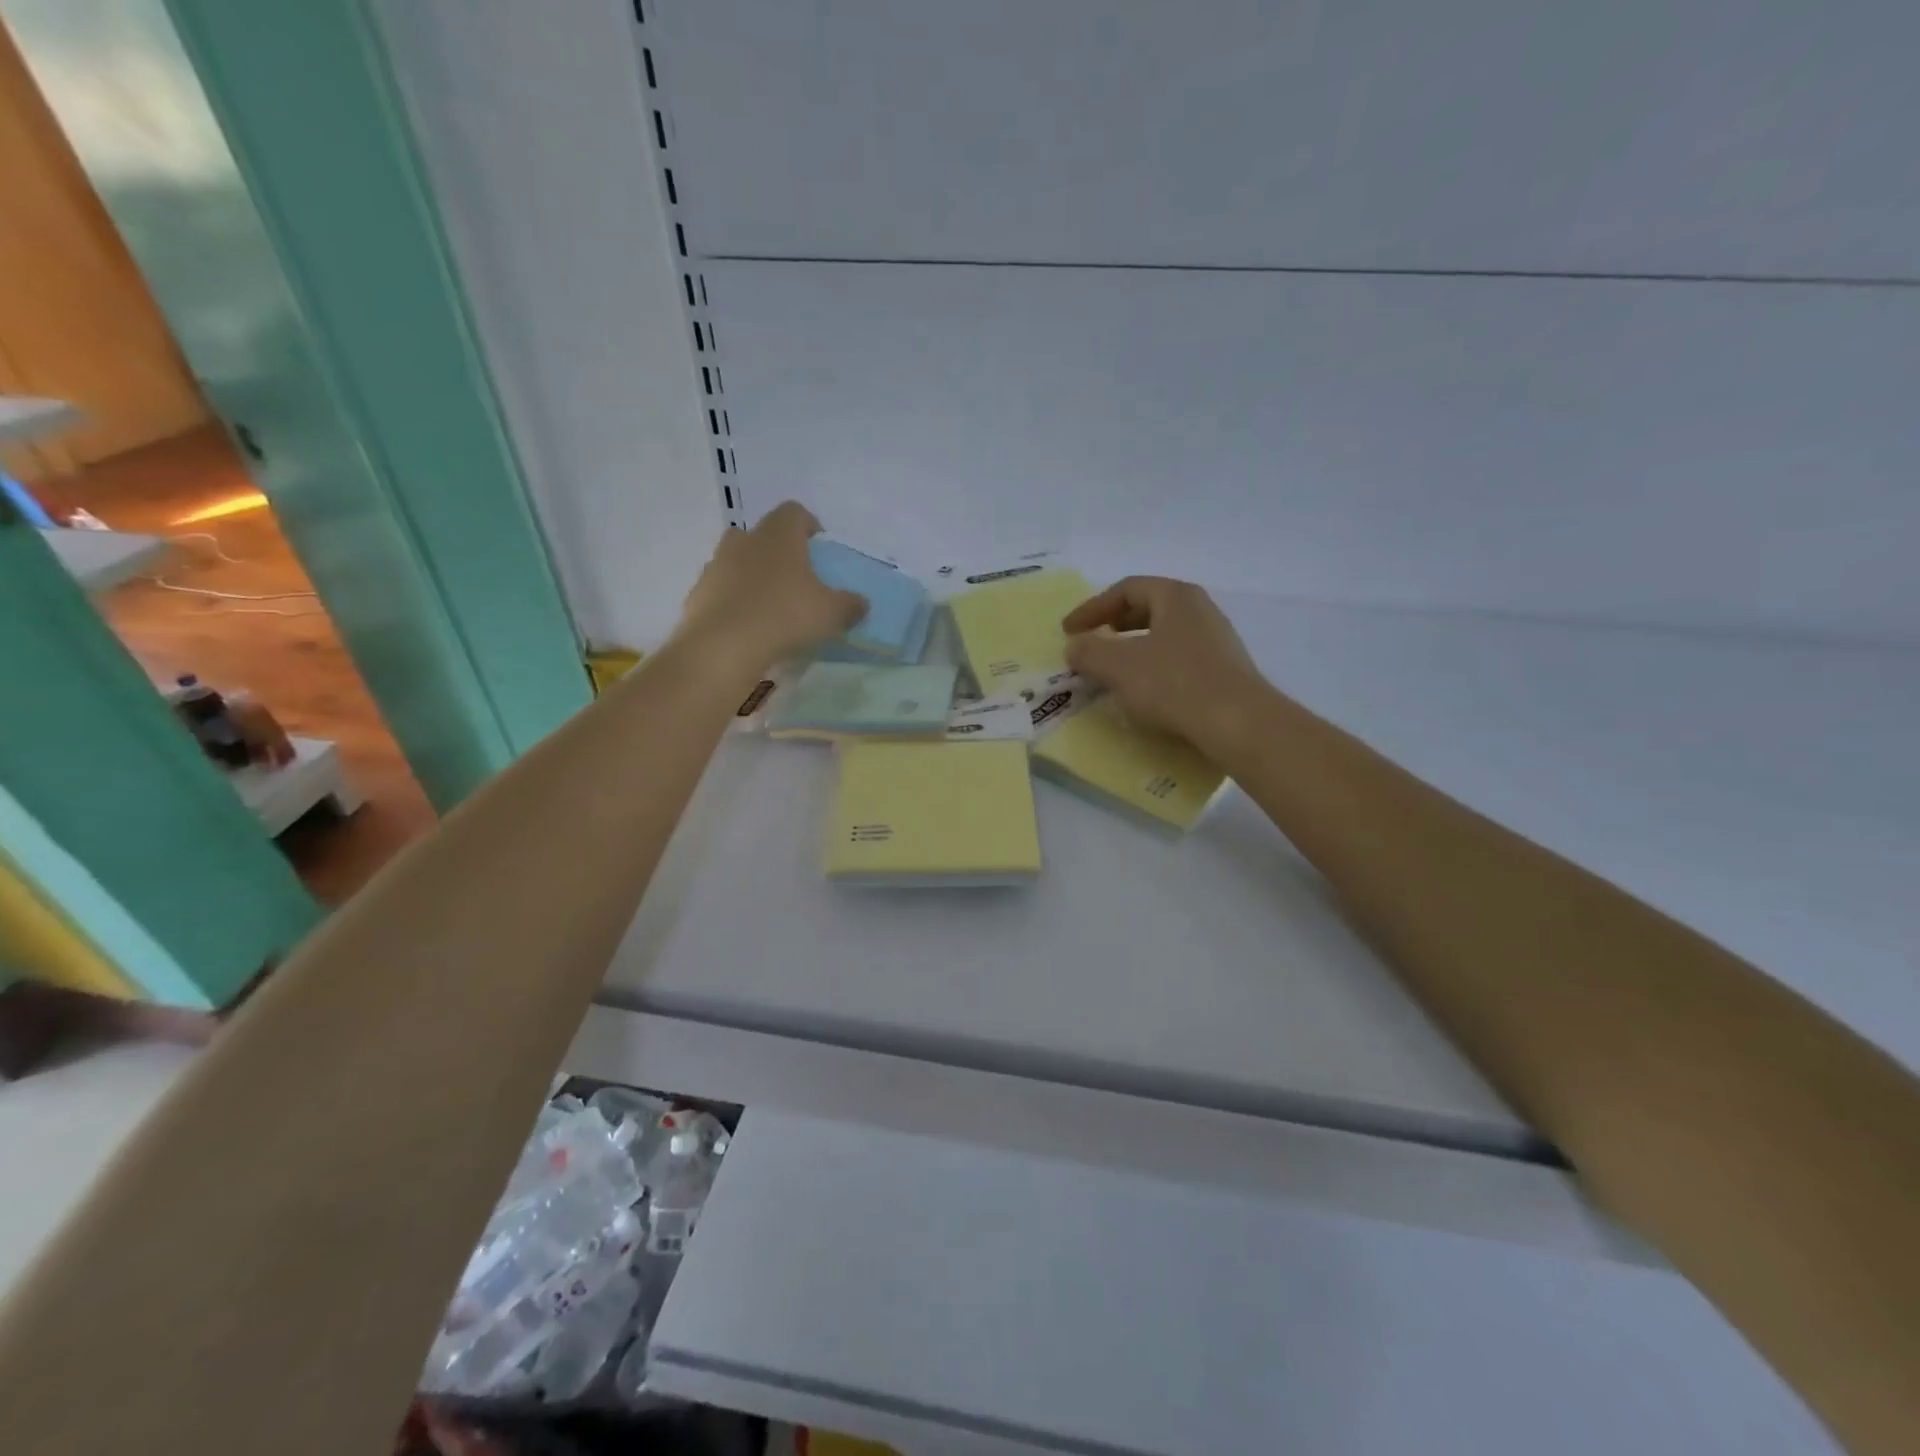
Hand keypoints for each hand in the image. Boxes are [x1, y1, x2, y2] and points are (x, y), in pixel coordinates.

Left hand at [679, 502, 864, 667]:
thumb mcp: (831, 614)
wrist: (722, 646)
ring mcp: (716, 566)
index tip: (819, 547)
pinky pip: (722, 591)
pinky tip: (748, 627)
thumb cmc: (784, 616)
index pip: (794, 513)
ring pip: (739, 562)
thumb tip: (861, 603)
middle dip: (778, 552)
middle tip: (795, 579)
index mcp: (778, 535)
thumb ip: (850, 605)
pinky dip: (735, 602)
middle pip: (763, 536)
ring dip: (754, 577)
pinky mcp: (698, 593)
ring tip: (771, 607)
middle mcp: (744, 540)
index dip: (809, 526)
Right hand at [1062, 576, 1268, 748]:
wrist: (1239, 724)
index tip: (1068, 632)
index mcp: (1176, 596)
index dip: (1092, 609)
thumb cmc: (1174, 684)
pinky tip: (1143, 693)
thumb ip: (1089, 651)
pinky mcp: (1223, 671)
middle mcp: (1200, 609)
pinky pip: (1178, 660)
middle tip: (1090, 647)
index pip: (1125, 589)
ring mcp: (1216, 640)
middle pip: (1147, 609)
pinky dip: (1152, 669)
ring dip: (1132, 650)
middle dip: (1113, 627)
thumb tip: (1074, 646)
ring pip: (1163, 636)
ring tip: (1112, 672)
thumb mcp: (1119, 666)